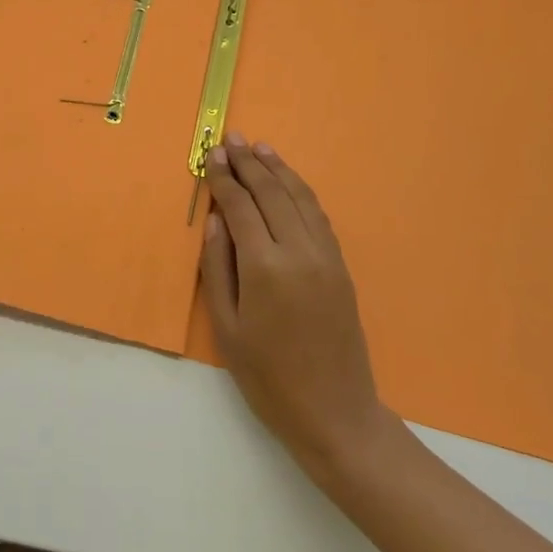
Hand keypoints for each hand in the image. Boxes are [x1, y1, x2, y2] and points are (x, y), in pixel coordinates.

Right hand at [200, 132, 389, 477]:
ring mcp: (325, 257)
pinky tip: (289, 182)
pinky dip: (301, 192)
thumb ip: (217, 267)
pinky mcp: (340, 267)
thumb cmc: (268, 377)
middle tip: (232, 138)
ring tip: (260, 148)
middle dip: (249, 163)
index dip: (223, 177)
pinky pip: (319, 216)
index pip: (240, 206)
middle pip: (271, 193)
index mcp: (264, 267)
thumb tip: (216, 218)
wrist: (335, 413)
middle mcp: (298, 252)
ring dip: (278, 170)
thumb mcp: (227, 327)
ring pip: (300, 198)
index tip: (211, 154)